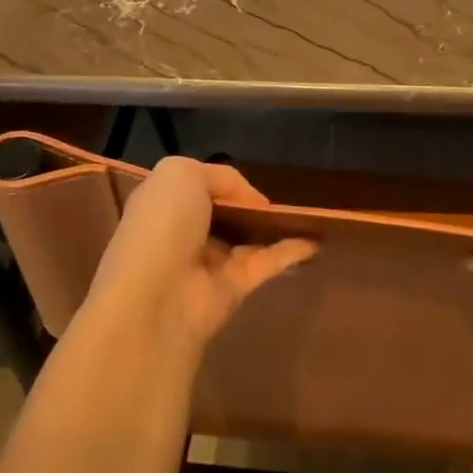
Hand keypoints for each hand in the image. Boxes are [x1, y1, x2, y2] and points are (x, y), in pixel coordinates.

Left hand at [82, 156, 316, 352]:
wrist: (157, 297)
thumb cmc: (163, 226)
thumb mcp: (183, 175)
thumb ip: (221, 177)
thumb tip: (251, 202)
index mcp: (164, 205)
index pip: (198, 188)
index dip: (224, 184)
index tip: (250, 183)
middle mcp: (185, 233)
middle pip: (226, 214)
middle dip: (251, 207)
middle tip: (286, 196)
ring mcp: (210, 263)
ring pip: (249, 238)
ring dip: (276, 227)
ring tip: (308, 213)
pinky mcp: (235, 288)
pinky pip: (268, 262)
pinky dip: (292, 250)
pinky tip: (316, 239)